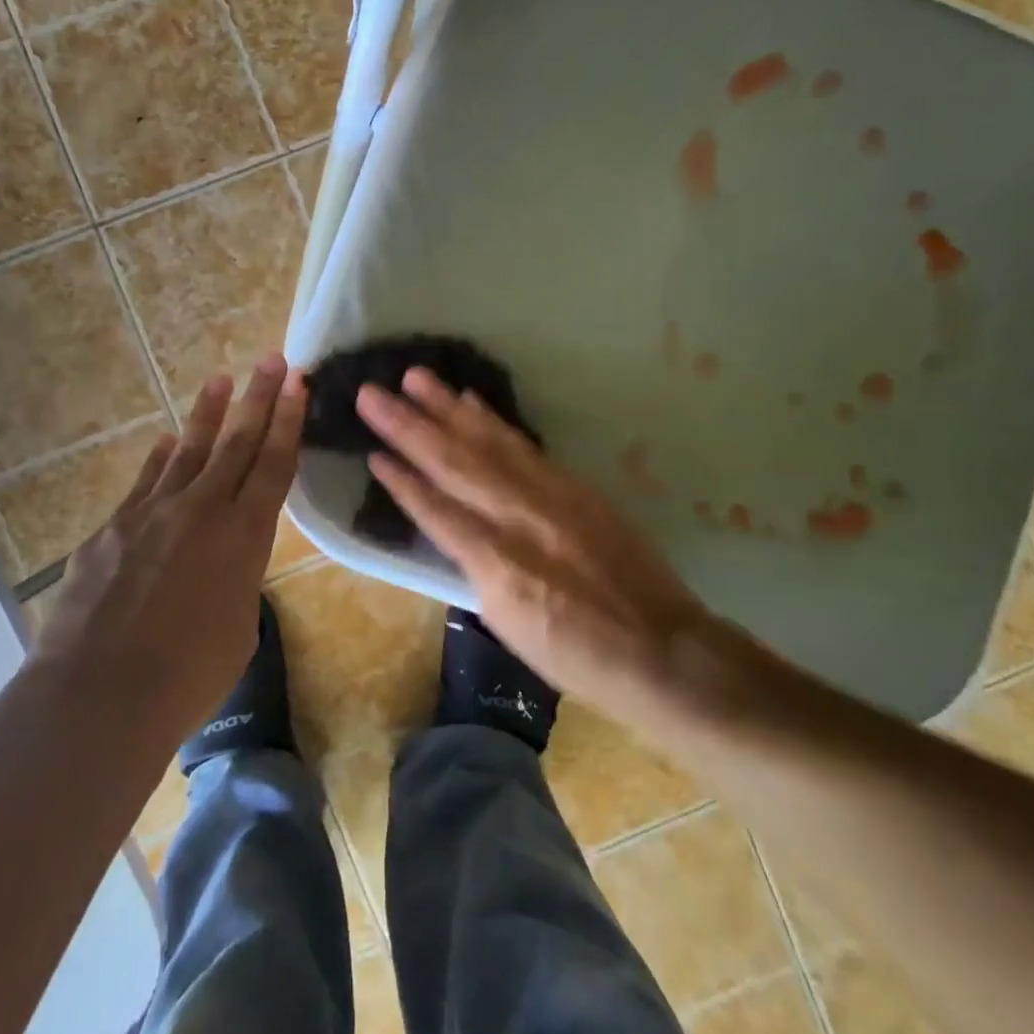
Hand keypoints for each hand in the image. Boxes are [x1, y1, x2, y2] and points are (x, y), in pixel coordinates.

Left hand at [29, 353, 304, 750]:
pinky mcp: (112, 528)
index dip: (288, 421)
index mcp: (245, 535)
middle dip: (258, 398)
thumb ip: (237, 581)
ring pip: (187, 451)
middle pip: (236, 442)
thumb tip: (221, 565)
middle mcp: (202, 510)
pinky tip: (163, 442)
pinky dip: (158, 460)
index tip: (297, 383)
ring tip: (220, 382)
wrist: (100, 693)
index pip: (275, 464)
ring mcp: (152, 513)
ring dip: (206, 415)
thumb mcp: (238, 626)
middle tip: (272, 360)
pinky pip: (144, 483)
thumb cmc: (189, 675)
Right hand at [358, 368, 763, 729]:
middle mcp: (520, 518)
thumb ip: (476, 569)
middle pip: (455, 464)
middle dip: (409, 426)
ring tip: (416, 378)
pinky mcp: (574, 485)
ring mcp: (551, 495)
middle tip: (373, 393)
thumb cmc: (576, 654)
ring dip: (448, 408)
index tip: (371, 451)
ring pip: (489, 443)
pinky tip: (471, 402)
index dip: (402, 481)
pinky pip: (524, 446)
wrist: (661, 647)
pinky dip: (494, 422)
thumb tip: (454, 529)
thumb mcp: (510, 624)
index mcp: (498, 564)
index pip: (437, 512)